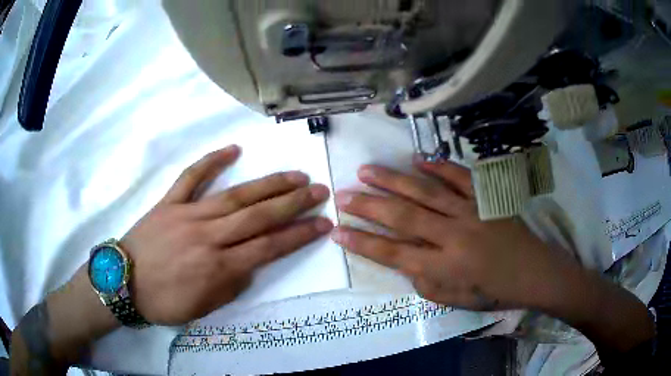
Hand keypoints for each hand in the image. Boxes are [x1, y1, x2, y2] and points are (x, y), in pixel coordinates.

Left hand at [120, 145, 332, 324]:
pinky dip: (211, 162)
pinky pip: (191, 178)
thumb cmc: (164, 302)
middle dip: (294, 203)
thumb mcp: (204, 307)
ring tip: (294, 175)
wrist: (123, 283)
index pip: (269, 247)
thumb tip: (250, 261)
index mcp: (218, 267)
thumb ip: (232, 284)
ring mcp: (188, 215)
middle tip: (319, 190)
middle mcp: (208, 237)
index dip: (299, 235)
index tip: (323, 223)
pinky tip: (233, 149)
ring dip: (268, 184)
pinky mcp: (169, 203)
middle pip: (259, 216)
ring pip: (235, 196)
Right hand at [331, 158, 578, 310]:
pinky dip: (438, 166)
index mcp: (445, 267)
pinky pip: (459, 177)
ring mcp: (471, 211)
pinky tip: (417, 159)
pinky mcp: (485, 198)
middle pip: (403, 218)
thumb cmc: (493, 291)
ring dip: (393, 181)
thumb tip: (405, 263)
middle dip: (368, 206)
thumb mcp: (455, 301)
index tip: (337, 232)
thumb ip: (425, 283)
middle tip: (342, 195)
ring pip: (425, 192)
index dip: (363, 243)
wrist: (533, 272)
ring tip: (366, 170)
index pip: (393, 254)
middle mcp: (453, 236)